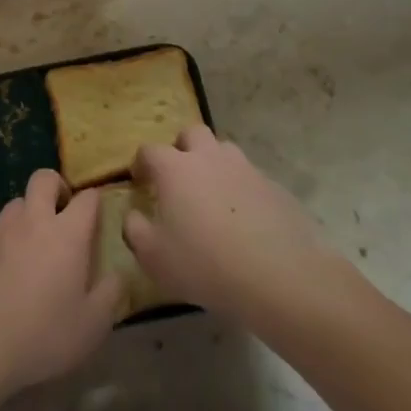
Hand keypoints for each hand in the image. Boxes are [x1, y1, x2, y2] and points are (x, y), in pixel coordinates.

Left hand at [0, 170, 123, 400]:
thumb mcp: (93, 325)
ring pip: (17, 202)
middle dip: (57, 187)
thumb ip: (111, 293)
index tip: (98, 216)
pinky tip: (9, 268)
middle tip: (64, 213)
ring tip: (36, 241)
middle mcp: (33, 222)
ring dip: (30, 211)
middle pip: (43, 179)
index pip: (87, 198)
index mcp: (67, 234)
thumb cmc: (44, 337)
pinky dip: (8, 238)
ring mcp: (0, 233)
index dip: (96, 201)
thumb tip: (118, 273)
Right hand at [125, 126, 336, 322]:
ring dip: (214, 164)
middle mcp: (210, 157)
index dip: (141, 163)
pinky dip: (242, 190)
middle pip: (192, 134)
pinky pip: (251, 178)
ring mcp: (246, 168)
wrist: (277, 276)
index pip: (150, 151)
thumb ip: (135, 229)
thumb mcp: (153, 256)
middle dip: (182, 148)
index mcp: (175, 168)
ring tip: (212, 196)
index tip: (140, 181)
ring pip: (224, 151)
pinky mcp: (274, 187)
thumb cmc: (203, 263)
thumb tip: (133, 214)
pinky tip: (244, 219)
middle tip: (179, 177)